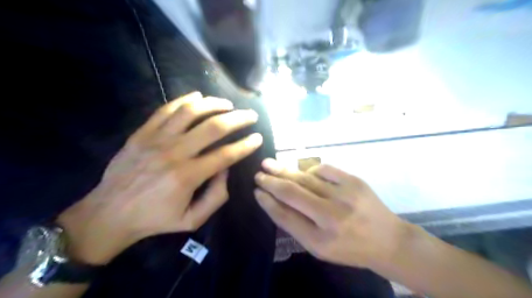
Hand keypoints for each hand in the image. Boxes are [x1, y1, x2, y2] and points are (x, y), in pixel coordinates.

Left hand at [57, 92, 261, 263]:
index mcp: (188, 176)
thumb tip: (226, 169)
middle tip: (251, 115)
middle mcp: (174, 153)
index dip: (246, 145)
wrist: (109, 213)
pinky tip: (199, 97)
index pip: (225, 154)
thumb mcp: (192, 220)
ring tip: (228, 104)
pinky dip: (185, 100)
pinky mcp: (142, 133)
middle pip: (213, 127)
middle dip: (238, 119)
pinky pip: (166, 109)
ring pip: (191, 112)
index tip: (258, 138)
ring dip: (214, 104)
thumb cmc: (155, 219)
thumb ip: (216, 196)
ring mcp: (156, 139)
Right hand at [253, 159, 408, 267]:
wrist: (387, 241)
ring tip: (270, 164)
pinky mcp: (355, 181)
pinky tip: (303, 172)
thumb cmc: (349, 248)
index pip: (284, 216)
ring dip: (285, 170)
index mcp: (320, 239)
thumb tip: (274, 200)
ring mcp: (344, 195)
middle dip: (271, 181)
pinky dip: (309, 170)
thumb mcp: (319, 247)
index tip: (257, 191)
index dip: (267, 202)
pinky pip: (324, 169)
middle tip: (258, 173)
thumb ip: (296, 225)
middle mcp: (331, 216)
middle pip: (292, 192)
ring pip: (305, 177)